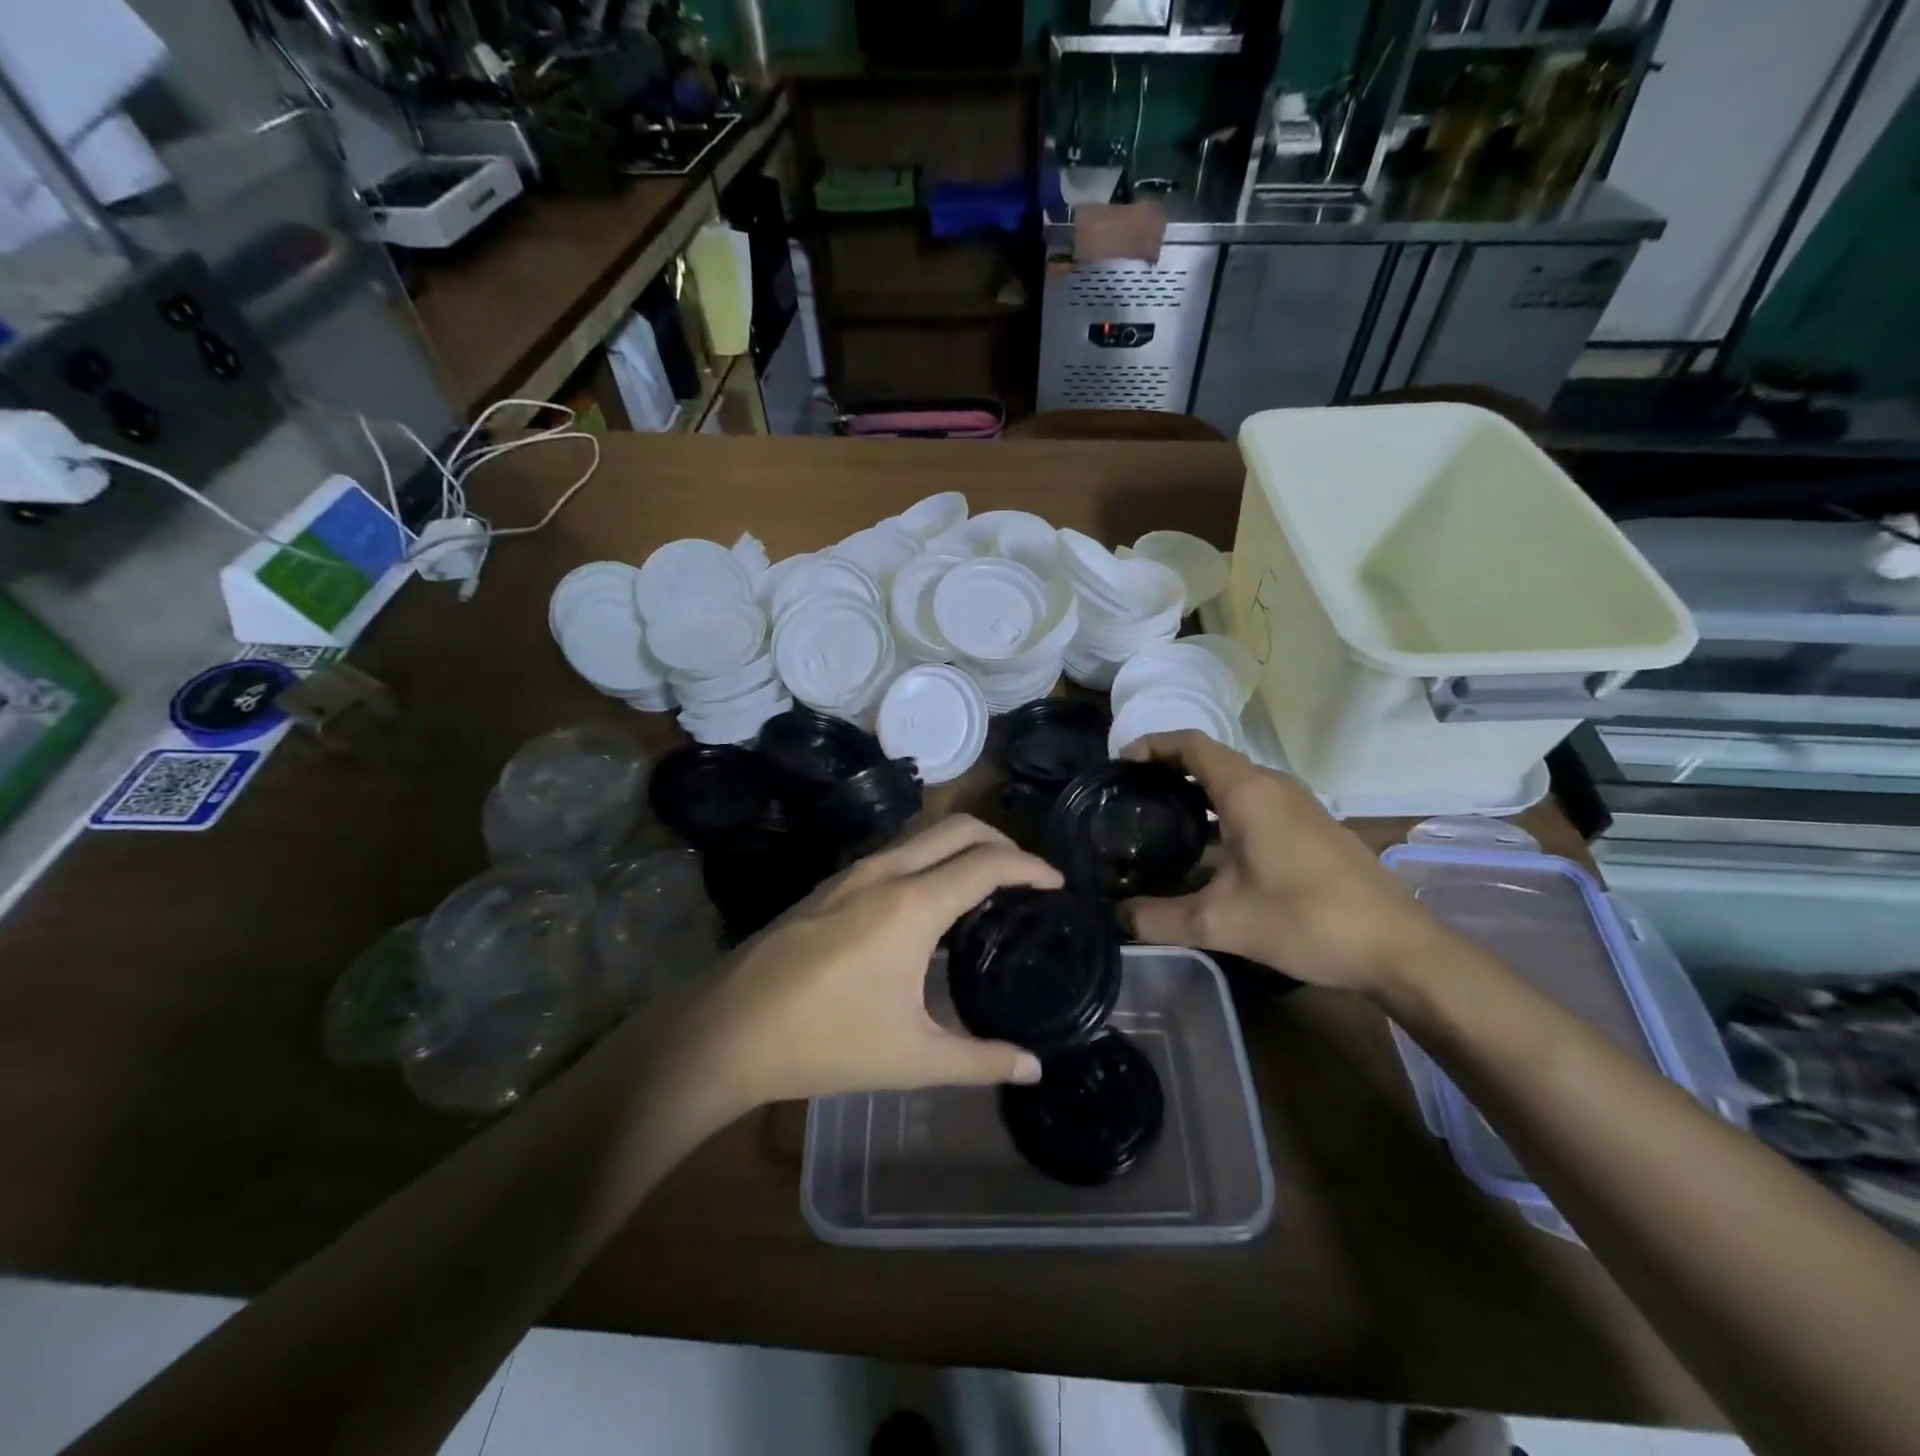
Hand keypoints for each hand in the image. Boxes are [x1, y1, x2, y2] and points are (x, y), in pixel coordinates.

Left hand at [698, 816, 1059, 1104]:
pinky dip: (929, 859)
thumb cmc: (824, 1042)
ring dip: (961, 846)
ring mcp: (851, 873)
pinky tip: (929, 903)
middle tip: (1027, 876)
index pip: (988, 863)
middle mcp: (885, 872)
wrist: (727, 1031)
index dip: (1030, 866)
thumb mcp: (911, 1058)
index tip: (1056, 882)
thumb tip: (1033, 1068)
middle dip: (1001, 840)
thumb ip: (980, 1060)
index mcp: (913, 905)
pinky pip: (895, 853)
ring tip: (985, 885)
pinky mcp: (829, 885)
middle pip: (957, 827)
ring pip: (922, 835)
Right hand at [1117, 731, 1434, 993]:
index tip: (1119, 765)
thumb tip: (1116, 918)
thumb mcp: (1221, 923)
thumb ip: (1159, 919)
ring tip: (1160, 822)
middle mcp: (1273, 786)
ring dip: (1197, 793)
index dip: (1152, 745)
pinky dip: (1222, 811)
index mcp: (1248, 791)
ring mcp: (1297, 806)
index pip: (1190, 744)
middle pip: (1211, 759)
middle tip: (1131, 797)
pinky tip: (1209, 852)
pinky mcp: (1312, 828)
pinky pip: (1255, 803)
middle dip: (1168, 770)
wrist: (1399, 948)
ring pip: (1235, 783)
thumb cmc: (1306, 919)